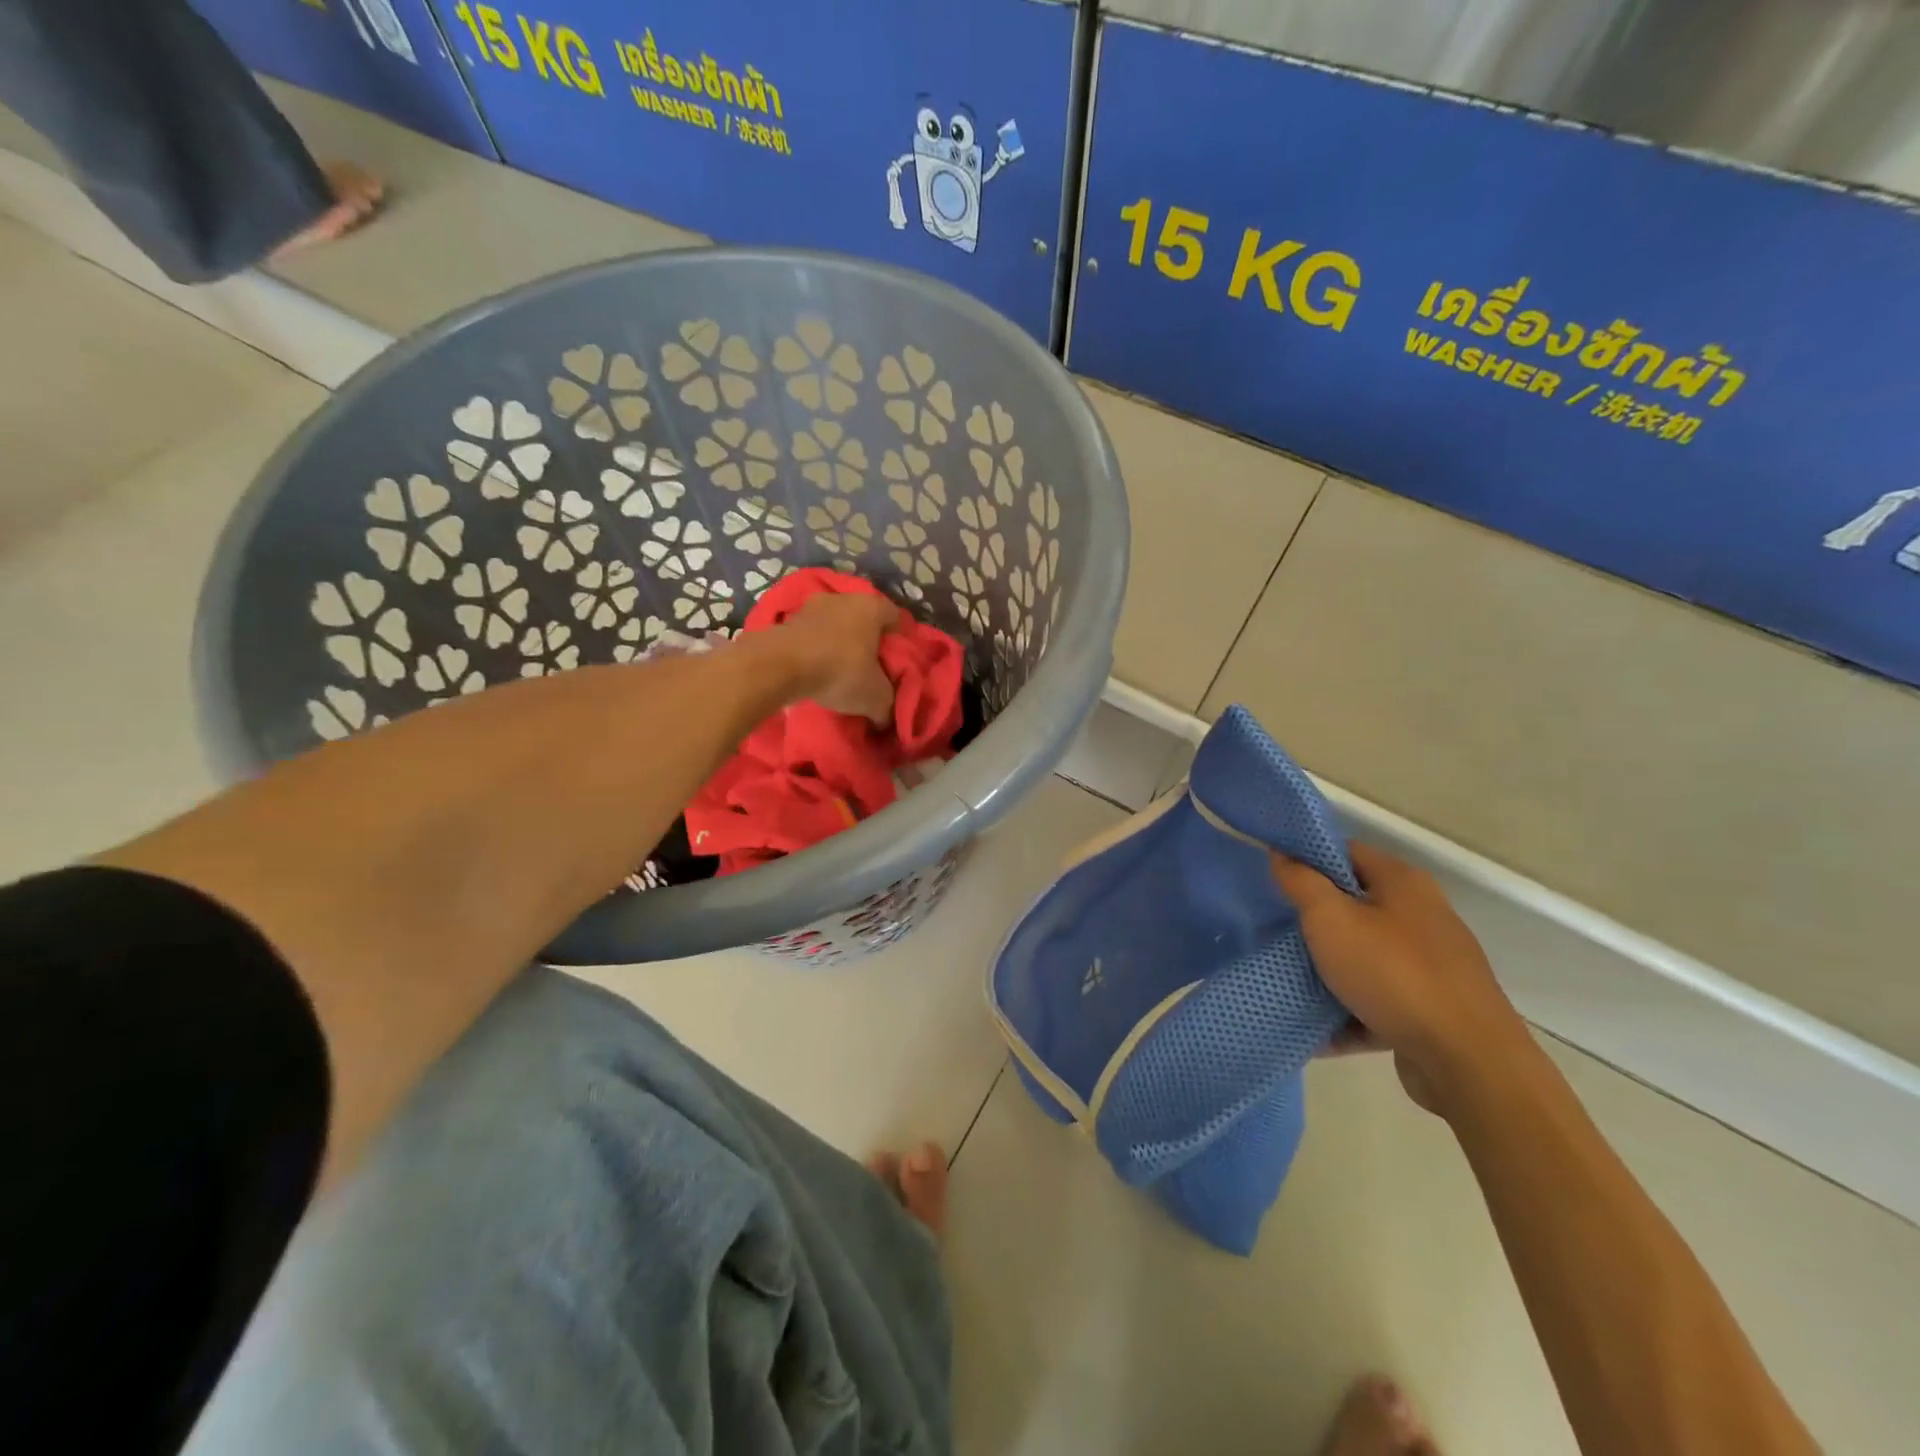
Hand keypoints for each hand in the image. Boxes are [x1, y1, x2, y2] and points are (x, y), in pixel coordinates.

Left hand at [769, 591, 899, 725]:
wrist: (779, 665)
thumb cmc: (839, 671)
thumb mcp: (875, 698)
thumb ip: (888, 706)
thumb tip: (887, 719)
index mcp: (873, 607)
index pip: (897, 618)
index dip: (899, 641)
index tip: (896, 663)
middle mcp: (845, 597)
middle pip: (865, 618)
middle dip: (868, 640)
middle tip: (870, 667)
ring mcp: (813, 604)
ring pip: (837, 623)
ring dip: (839, 641)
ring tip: (840, 669)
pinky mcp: (788, 618)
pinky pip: (812, 633)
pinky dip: (817, 646)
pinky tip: (816, 667)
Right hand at [1273, 842, 1527, 1113]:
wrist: (1468, 1064)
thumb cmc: (1393, 974)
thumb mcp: (1331, 919)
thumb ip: (1301, 882)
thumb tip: (1281, 853)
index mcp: (1403, 883)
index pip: (1346, 852)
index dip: (1306, 859)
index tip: (1271, 876)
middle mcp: (1421, 917)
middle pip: (1353, 906)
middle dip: (1311, 920)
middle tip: (1273, 930)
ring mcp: (1429, 966)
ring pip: (1362, 957)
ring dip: (1326, 971)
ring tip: (1285, 980)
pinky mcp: (1429, 1010)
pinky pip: (1376, 1001)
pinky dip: (1347, 1013)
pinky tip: (1314, 1030)